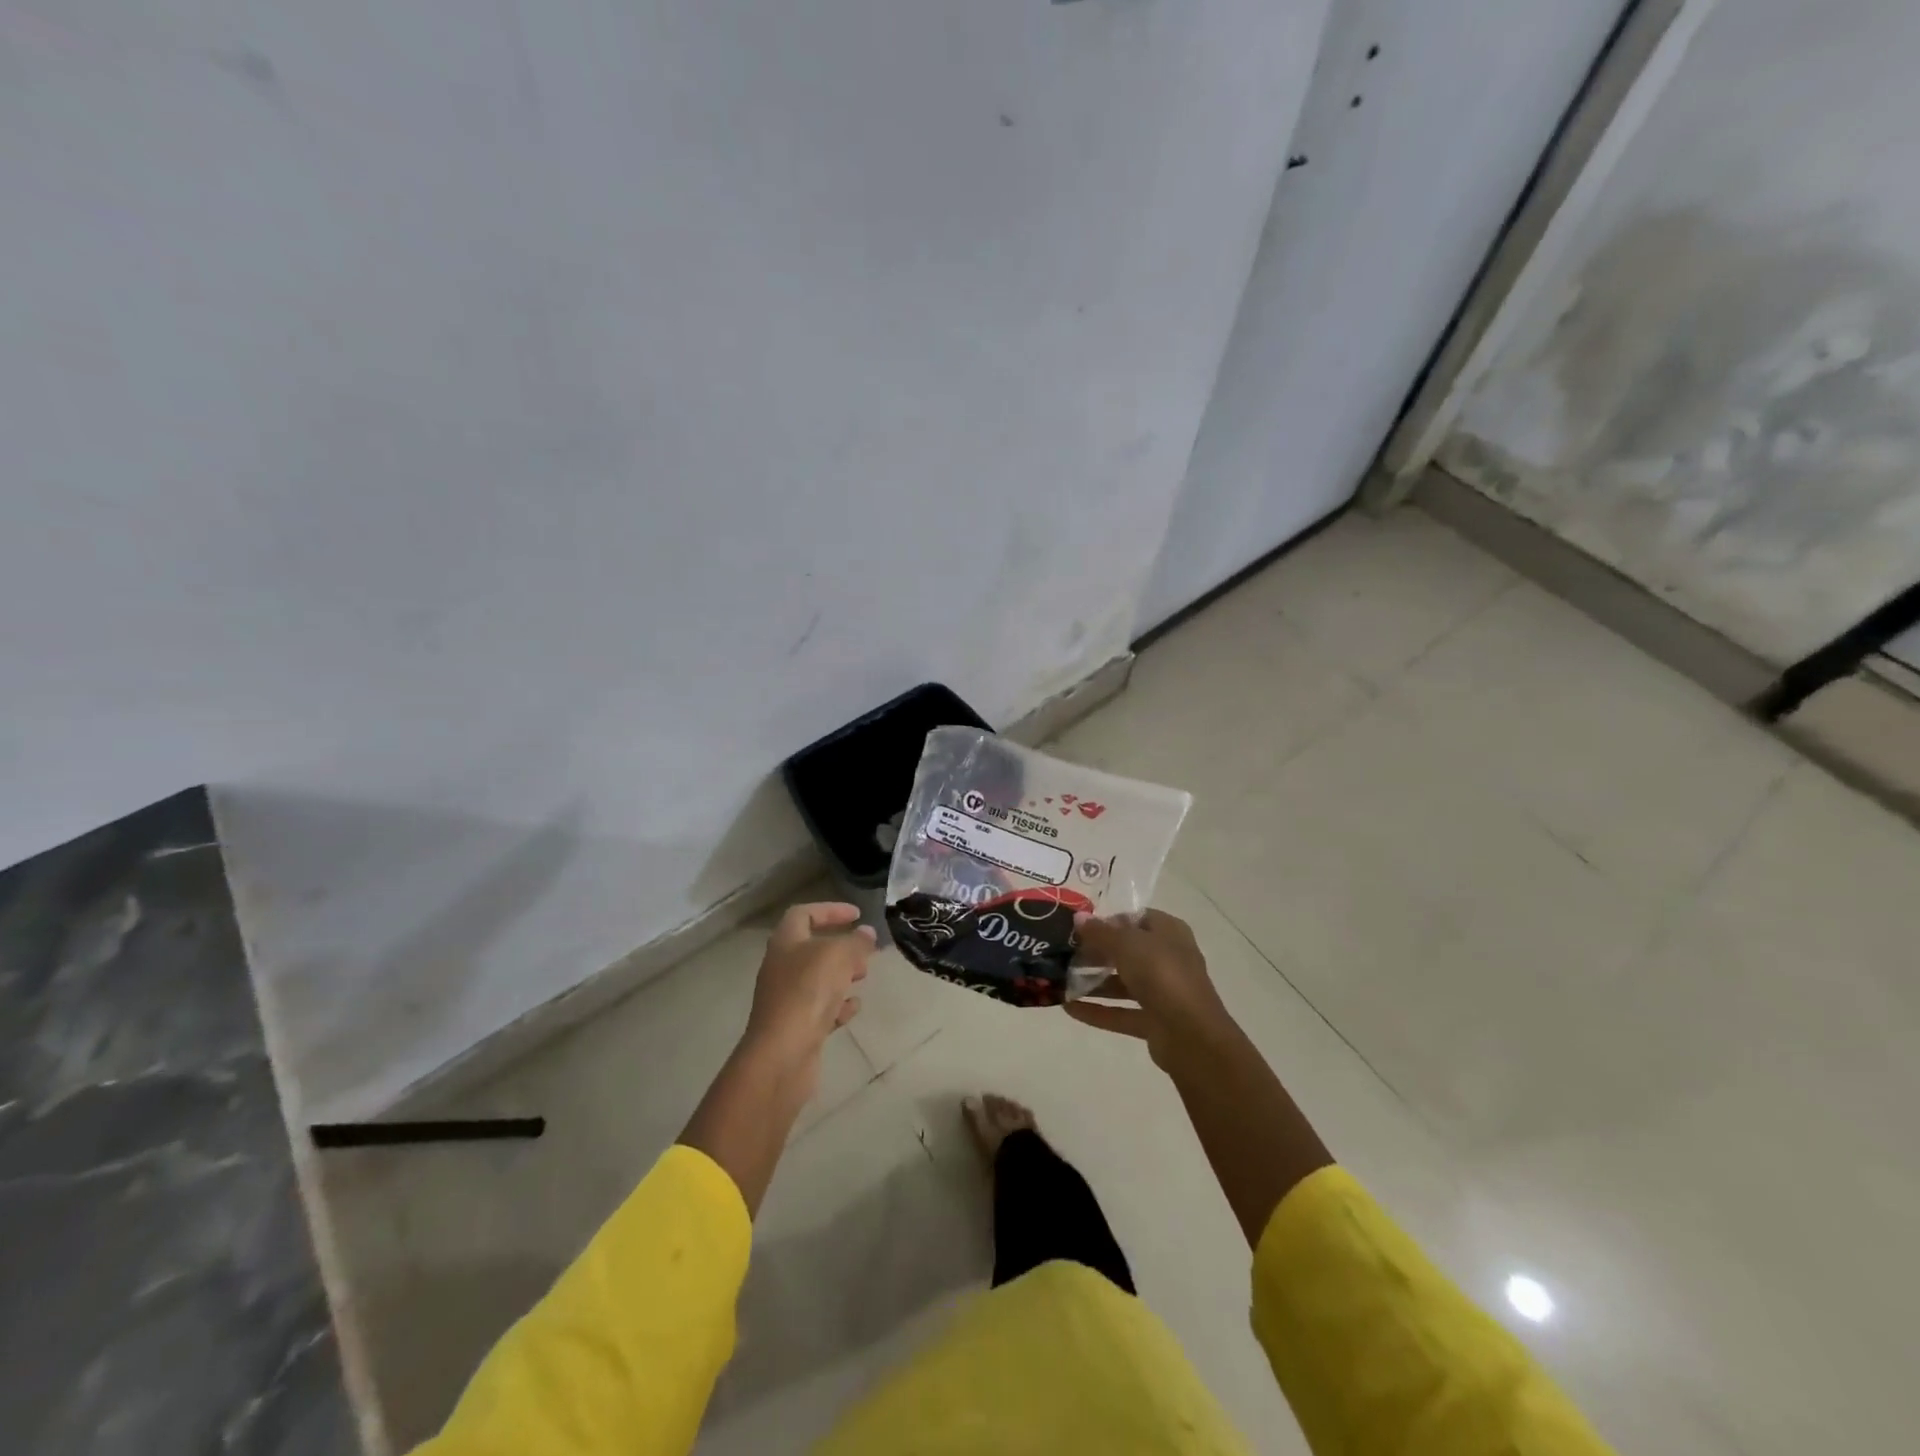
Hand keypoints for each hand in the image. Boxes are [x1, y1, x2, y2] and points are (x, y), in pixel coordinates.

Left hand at [740, 902, 874, 1089]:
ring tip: (863, 977)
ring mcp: (787, 998)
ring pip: (817, 978)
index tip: (857, 914)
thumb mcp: (839, 956)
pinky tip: (853, 1008)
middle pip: (812, 947)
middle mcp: (782, 967)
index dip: (830, 910)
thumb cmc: (808, 992)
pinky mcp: (796, 1026)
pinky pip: (819, 1008)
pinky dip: (838, 1005)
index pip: (804, 913)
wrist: (782, 1054)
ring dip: (841, 975)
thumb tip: (866, 933)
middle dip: (841, 946)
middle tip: (865, 951)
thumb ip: (856, 942)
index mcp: (785, 942)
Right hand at [1065, 908, 1231, 1067]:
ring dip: (1094, 982)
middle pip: (1128, 951)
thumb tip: (1078, 917)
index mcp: (1169, 932)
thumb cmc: (1162, 974)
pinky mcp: (1155, 1022)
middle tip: (1064, 953)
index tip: (1080, 926)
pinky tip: (1068, 1008)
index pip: (1136, 918)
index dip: (1109, 920)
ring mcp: (1163, 992)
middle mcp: (1168, 959)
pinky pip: (1121, 1012)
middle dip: (1096, 952)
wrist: (1192, 1036)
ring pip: (1123, 983)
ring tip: (1060, 980)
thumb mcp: (1127, 944)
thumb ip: (1101, 932)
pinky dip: (1097, 1011)